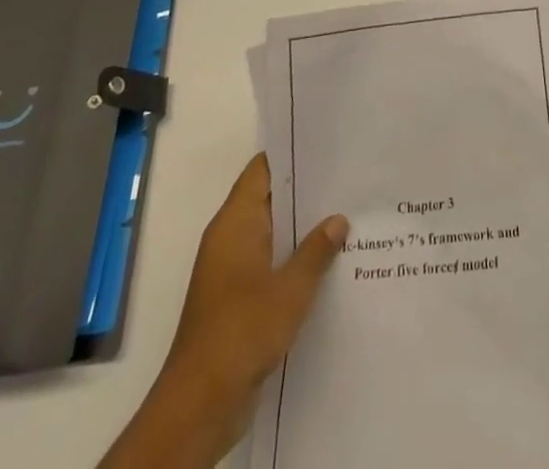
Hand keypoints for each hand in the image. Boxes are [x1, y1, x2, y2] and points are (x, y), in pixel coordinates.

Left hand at [101, 154, 346, 468]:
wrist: (200, 405)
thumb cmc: (242, 332)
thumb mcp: (290, 289)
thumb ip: (316, 250)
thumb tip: (338, 219)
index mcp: (235, 223)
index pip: (262, 170)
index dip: (292, 154)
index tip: (327, 143)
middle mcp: (230, 239)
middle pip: (270, 200)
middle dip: (306, 192)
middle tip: (349, 177)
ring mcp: (232, 272)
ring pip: (273, 235)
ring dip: (303, 230)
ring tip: (349, 215)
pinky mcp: (238, 301)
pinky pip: (271, 266)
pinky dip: (295, 261)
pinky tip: (330, 264)